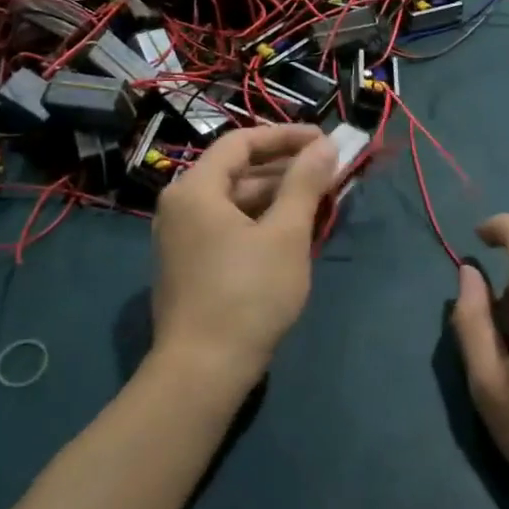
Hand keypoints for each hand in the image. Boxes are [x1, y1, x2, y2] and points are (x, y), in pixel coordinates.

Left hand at [150, 125, 337, 398]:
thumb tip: (325, 145)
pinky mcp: (190, 266)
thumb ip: (305, 183)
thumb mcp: (286, 233)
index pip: (242, 142)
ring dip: (277, 196)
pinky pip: (229, 226)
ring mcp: (182, 239)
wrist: (203, 372)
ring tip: (319, 199)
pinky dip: (261, 221)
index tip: (324, 140)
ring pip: (236, 201)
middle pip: (237, 171)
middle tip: (328, 170)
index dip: (285, 136)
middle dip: (285, 168)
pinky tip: (293, 231)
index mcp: (195, 189)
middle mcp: (181, 206)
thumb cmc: (248, 294)